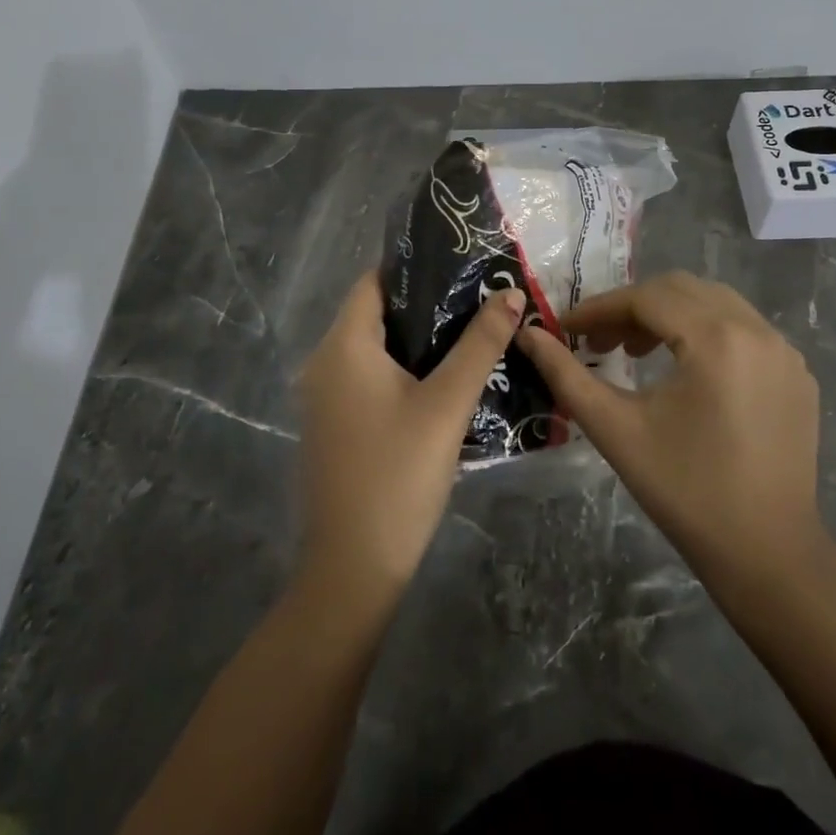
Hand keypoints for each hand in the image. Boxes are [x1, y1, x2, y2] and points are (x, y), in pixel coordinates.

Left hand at [297, 272, 523, 601]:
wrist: (353, 569)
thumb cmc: (399, 475)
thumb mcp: (447, 405)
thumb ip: (480, 345)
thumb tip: (510, 294)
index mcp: (343, 346)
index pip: (374, 283)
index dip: (415, 268)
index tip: (460, 265)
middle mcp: (325, 363)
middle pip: (376, 314)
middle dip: (426, 304)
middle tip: (478, 297)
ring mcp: (325, 397)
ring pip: (374, 349)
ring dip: (418, 339)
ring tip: (471, 331)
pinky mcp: (335, 425)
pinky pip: (369, 378)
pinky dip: (403, 369)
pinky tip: (444, 378)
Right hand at [517, 272, 826, 598]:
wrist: (767, 555)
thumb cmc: (684, 491)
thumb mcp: (616, 429)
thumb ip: (566, 375)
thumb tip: (528, 335)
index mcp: (716, 338)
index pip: (646, 298)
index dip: (600, 309)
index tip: (566, 328)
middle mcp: (757, 330)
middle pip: (681, 290)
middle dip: (632, 308)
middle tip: (598, 342)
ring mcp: (784, 351)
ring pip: (713, 304)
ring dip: (668, 316)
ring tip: (634, 354)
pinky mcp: (796, 374)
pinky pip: (743, 329)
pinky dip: (704, 333)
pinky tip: (684, 369)